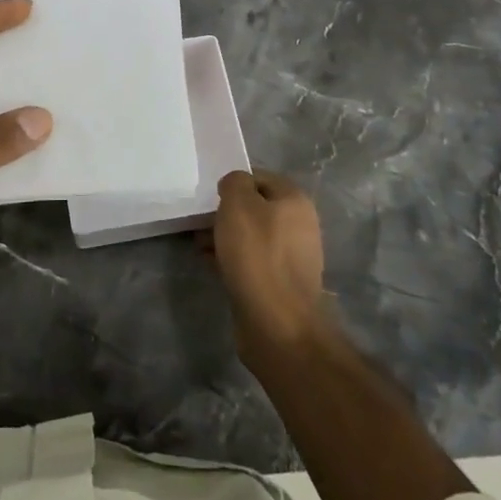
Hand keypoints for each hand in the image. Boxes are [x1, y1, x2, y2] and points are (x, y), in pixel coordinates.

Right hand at [213, 170, 330, 365]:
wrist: (277, 322)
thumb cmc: (257, 254)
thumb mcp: (238, 204)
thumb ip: (235, 183)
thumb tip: (235, 185)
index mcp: (295, 201)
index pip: (260, 178)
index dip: (234, 184)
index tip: (211, 197)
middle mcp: (300, 225)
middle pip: (256, 209)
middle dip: (227, 214)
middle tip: (201, 223)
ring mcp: (292, 257)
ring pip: (253, 237)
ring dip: (226, 238)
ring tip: (200, 245)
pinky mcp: (281, 284)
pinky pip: (253, 262)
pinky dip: (232, 260)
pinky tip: (211, 265)